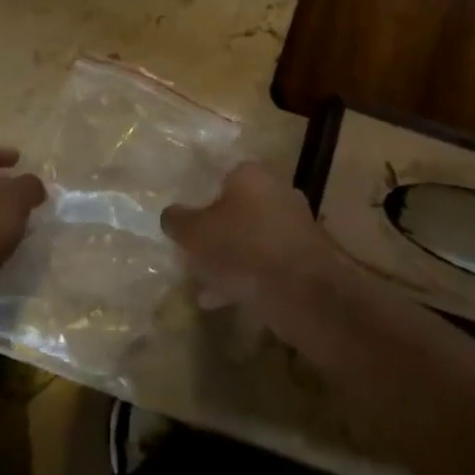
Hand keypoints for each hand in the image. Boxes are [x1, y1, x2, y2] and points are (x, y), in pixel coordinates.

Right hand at [161, 161, 347, 344]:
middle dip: (215, 231)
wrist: (303, 290)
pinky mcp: (304, 257)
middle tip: (192, 252)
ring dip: (228, 258)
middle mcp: (277, 191)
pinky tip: (222, 300)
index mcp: (251, 174)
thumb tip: (170, 215)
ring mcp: (294, 225)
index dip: (200, 196)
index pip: (220, 175)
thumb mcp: (195, 233)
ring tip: (202, 283)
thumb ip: (177, 220)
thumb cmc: (242, 248)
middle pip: (237, 208)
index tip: (186, 220)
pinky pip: (265, 263)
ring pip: (250, 238)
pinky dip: (245, 277)